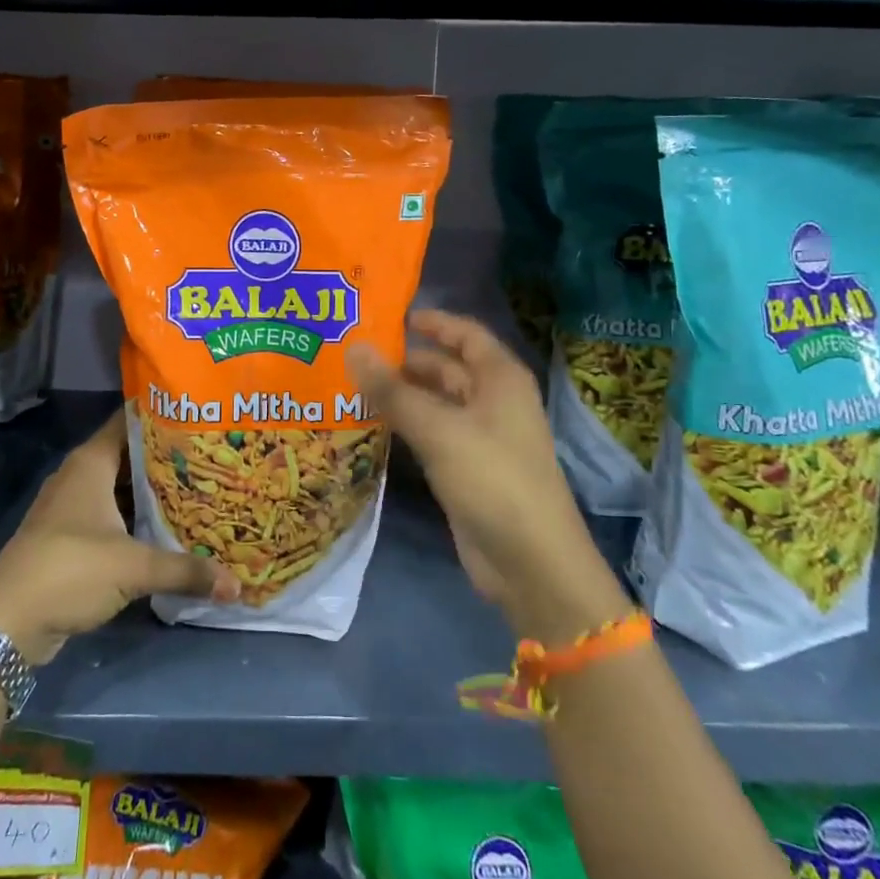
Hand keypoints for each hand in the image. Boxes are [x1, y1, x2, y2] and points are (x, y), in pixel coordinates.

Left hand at [0, 412, 239, 664]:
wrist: (7, 622)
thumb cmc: (70, 570)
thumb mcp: (134, 568)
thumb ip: (186, 571)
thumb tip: (237, 584)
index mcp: (91, 462)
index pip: (129, 421)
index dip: (162, 415)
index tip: (199, 415)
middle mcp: (80, 476)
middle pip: (129, 455)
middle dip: (166, 457)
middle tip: (210, 456)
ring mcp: (71, 506)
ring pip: (120, 487)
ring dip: (151, 491)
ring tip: (198, 488)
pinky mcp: (69, 536)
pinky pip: (111, 514)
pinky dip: (136, 517)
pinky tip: (166, 527)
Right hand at [349, 310, 629, 640]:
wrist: (530, 562)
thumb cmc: (492, 478)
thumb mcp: (439, 429)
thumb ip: (393, 390)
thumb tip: (353, 347)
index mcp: (500, 379)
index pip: (465, 334)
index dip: (433, 322)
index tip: (391, 315)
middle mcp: (492, 401)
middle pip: (446, 368)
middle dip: (405, 360)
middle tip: (353, 352)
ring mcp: (479, 437)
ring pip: (434, 403)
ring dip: (400, 394)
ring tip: (349, 383)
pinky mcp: (464, 469)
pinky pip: (430, 434)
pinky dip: (404, 425)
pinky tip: (369, 423)